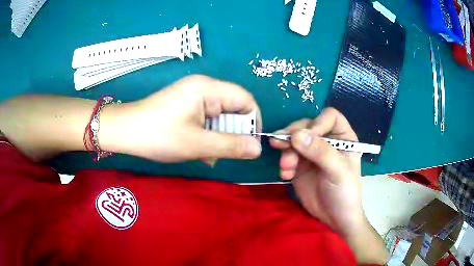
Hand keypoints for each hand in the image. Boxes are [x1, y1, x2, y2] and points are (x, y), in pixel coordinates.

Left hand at [101, 75, 261, 162]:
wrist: (124, 131)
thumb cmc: (159, 135)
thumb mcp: (197, 144)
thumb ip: (231, 146)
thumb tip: (258, 149)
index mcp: (208, 88)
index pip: (246, 99)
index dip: (252, 122)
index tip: (250, 144)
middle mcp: (203, 87)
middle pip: (233, 107)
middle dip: (233, 132)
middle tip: (224, 152)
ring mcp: (193, 94)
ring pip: (220, 115)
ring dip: (219, 136)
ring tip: (207, 154)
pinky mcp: (185, 104)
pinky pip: (206, 117)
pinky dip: (207, 133)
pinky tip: (198, 148)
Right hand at [270, 108, 387, 263]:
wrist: (334, 218)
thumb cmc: (345, 193)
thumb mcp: (337, 171)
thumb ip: (320, 152)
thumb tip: (296, 135)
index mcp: (343, 137)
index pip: (329, 117)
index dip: (317, 123)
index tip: (303, 137)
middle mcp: (327, 140)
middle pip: (307, 126)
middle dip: (293, 136)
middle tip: (280, 145)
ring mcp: (312, 152)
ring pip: (294, 140)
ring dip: (286, 150)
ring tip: (286, 167)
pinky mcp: (300, 164)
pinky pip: (287, 155)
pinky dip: (284, 163)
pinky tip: (285, 174)